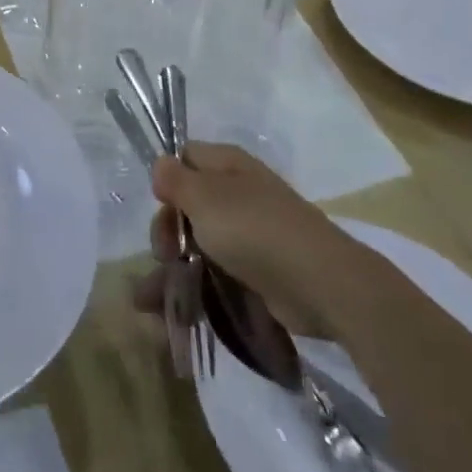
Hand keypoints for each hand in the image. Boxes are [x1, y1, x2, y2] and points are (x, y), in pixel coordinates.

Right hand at [131, 141, 381, 340]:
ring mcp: (251, 232)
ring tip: (149, 302)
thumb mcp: (204, 197)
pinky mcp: (258, 270)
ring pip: (199, 243)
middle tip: (164, 255)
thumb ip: (175, 179)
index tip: (161, 205)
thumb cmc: (255, 229)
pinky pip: (218, 272)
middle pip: (187, 204)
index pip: (185, 158)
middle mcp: (238, 192)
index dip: (167, 180)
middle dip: (167, 232)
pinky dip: (196, 289)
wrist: (321, 283)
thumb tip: (161, 166)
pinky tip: (176, 314)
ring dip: (172, 269)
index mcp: (227, 165)